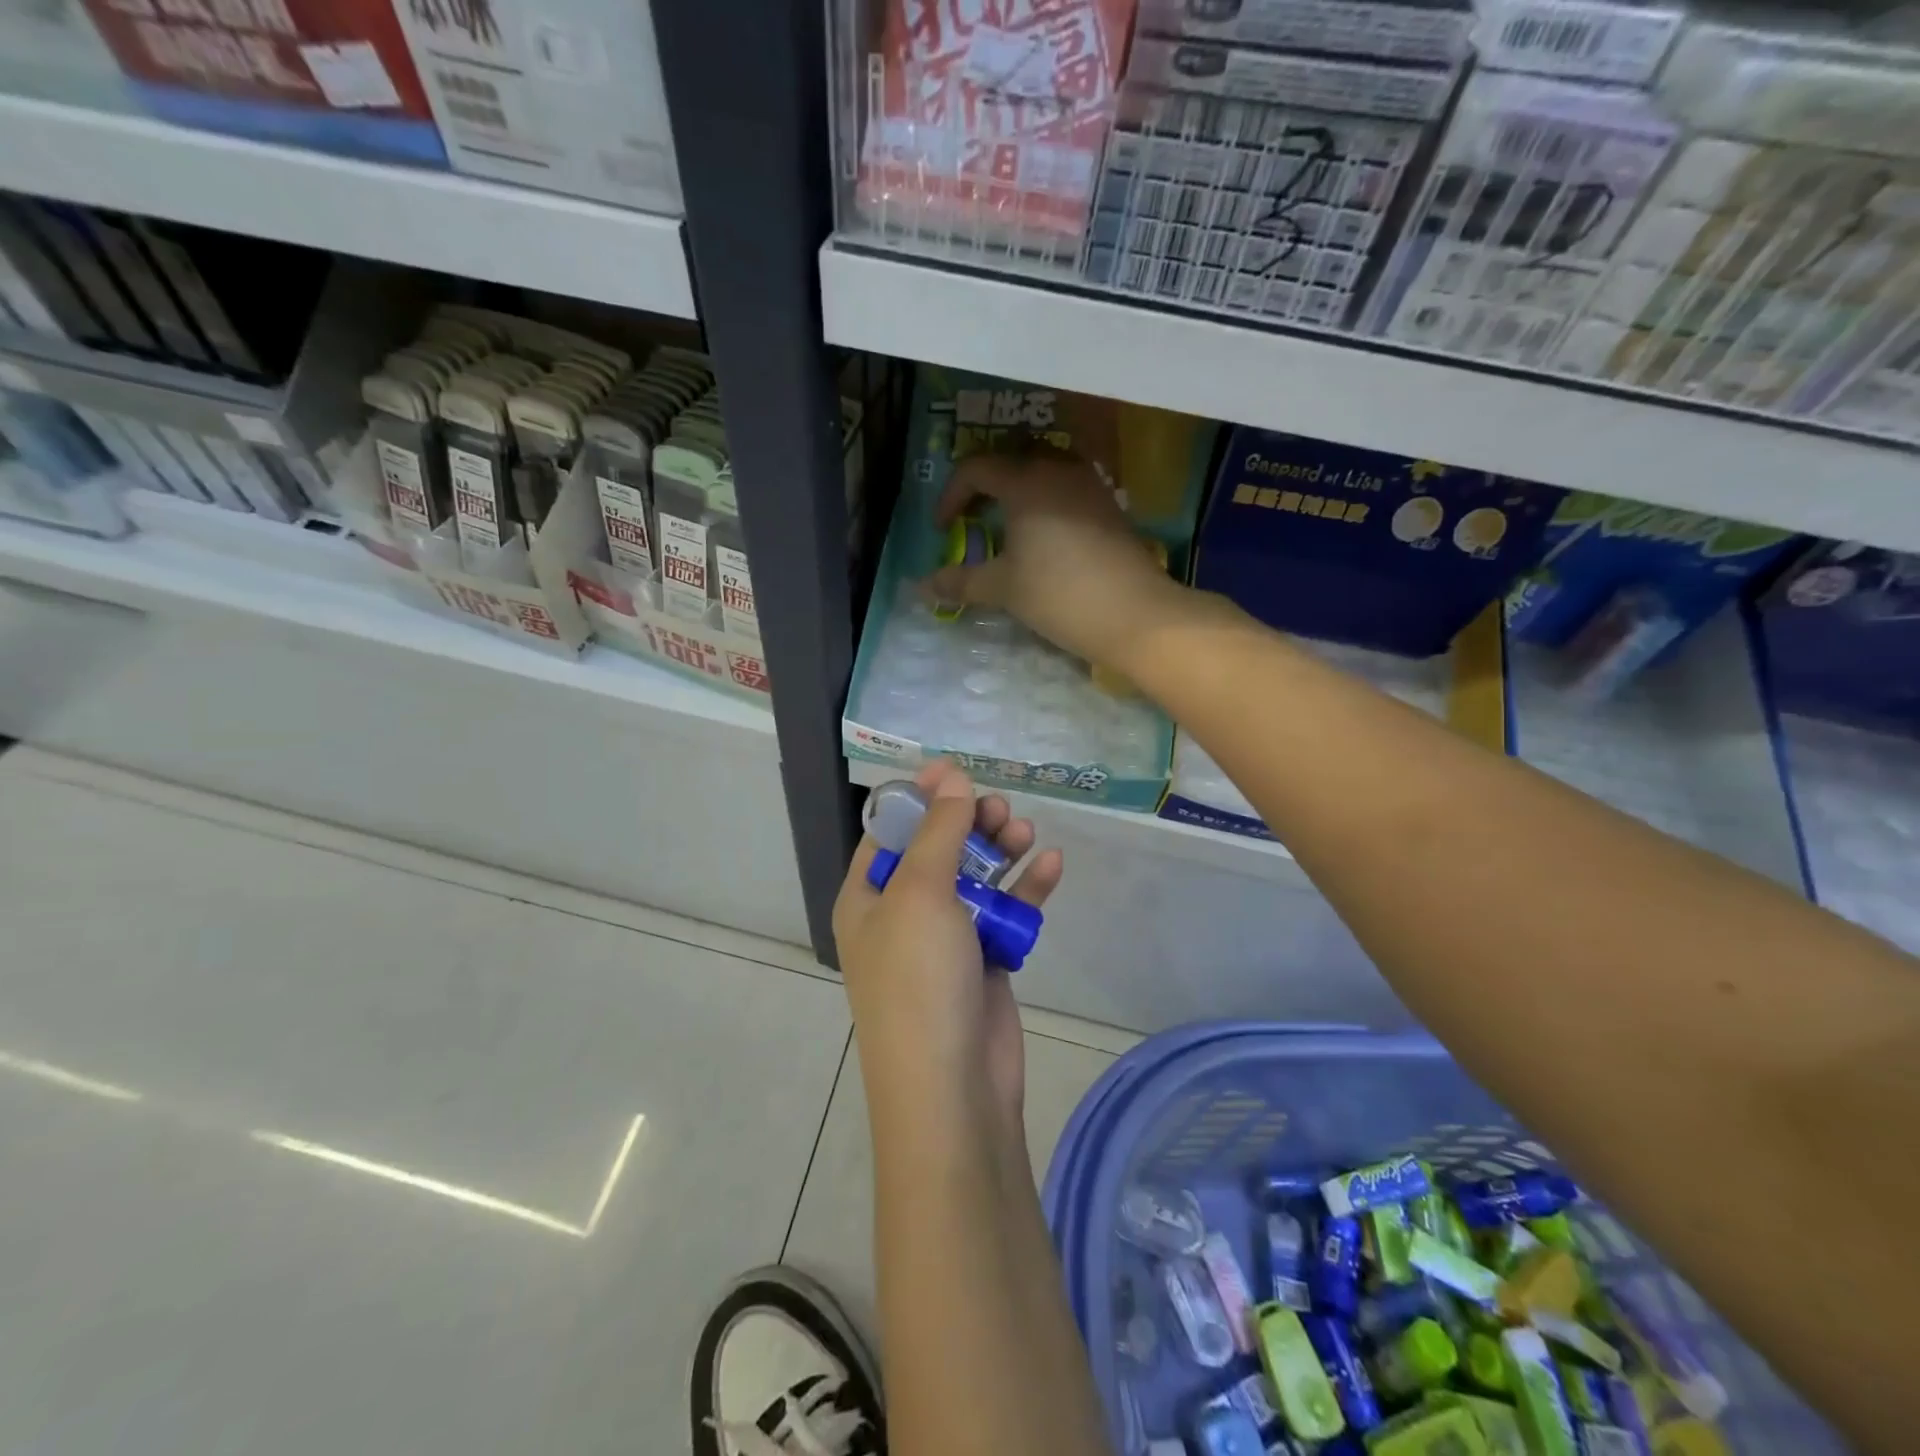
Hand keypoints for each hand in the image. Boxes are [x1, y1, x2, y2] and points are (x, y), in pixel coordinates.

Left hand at [832, 760, 1063, 1134]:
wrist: (953, 1090)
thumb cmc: (920, 979)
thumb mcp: (921, 893)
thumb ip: (939, 832)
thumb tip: (950, 777)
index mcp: (867, 897)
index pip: (888, 832)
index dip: (920, 798)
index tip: (956, 772)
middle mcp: (901, 915)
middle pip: (937, 850)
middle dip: (967, 823)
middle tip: (998, 807)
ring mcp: (944, 940)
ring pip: (974, 878)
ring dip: (999, 851)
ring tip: (1024, 831)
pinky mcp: (984, 962)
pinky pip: (1003, 913)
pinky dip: (1025, 889)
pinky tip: (1050, 863)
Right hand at [925, 450, 1183, 669]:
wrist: (1135, 614)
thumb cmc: (1059, 594)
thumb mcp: (1003, 588)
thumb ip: (960, 581)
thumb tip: (921, 587)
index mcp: (1026, 480)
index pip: (976, 468)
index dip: (951, 496)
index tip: (943, 529)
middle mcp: (1059, 470)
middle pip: (1011, 463)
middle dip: (983, 489)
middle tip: (970, 521)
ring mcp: (1090, 486)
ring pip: (1043, 475)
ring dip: (1016, 496)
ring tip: (1006, 530)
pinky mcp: (1110, 507)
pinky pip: (1066, 492)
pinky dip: (1044, 506)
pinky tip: (1043, 541)